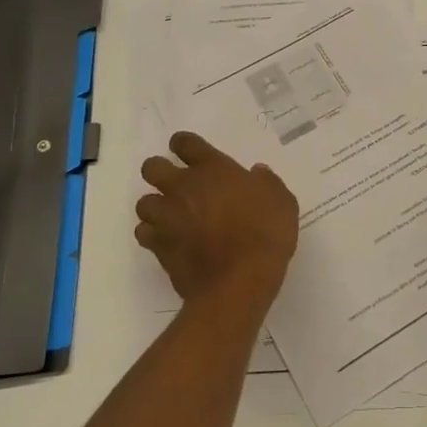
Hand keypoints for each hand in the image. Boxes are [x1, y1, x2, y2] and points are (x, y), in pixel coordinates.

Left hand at [136, 132, 298, 316]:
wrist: (238, 283)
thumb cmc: (265, 235)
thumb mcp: (282, 202)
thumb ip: (267, 183)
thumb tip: (256, 173)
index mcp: (213, 169)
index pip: (185, 143)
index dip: (184, 144)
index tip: (188, 151)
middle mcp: (183, 187)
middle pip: (152, 167)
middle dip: (159, 172)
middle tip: (176, 184)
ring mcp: (167, 217)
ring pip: (144, 202)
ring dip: (155, 206)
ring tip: (171, 216)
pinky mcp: (158, 247)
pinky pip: (144, 233)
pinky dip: (152, 235)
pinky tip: (167, 241)